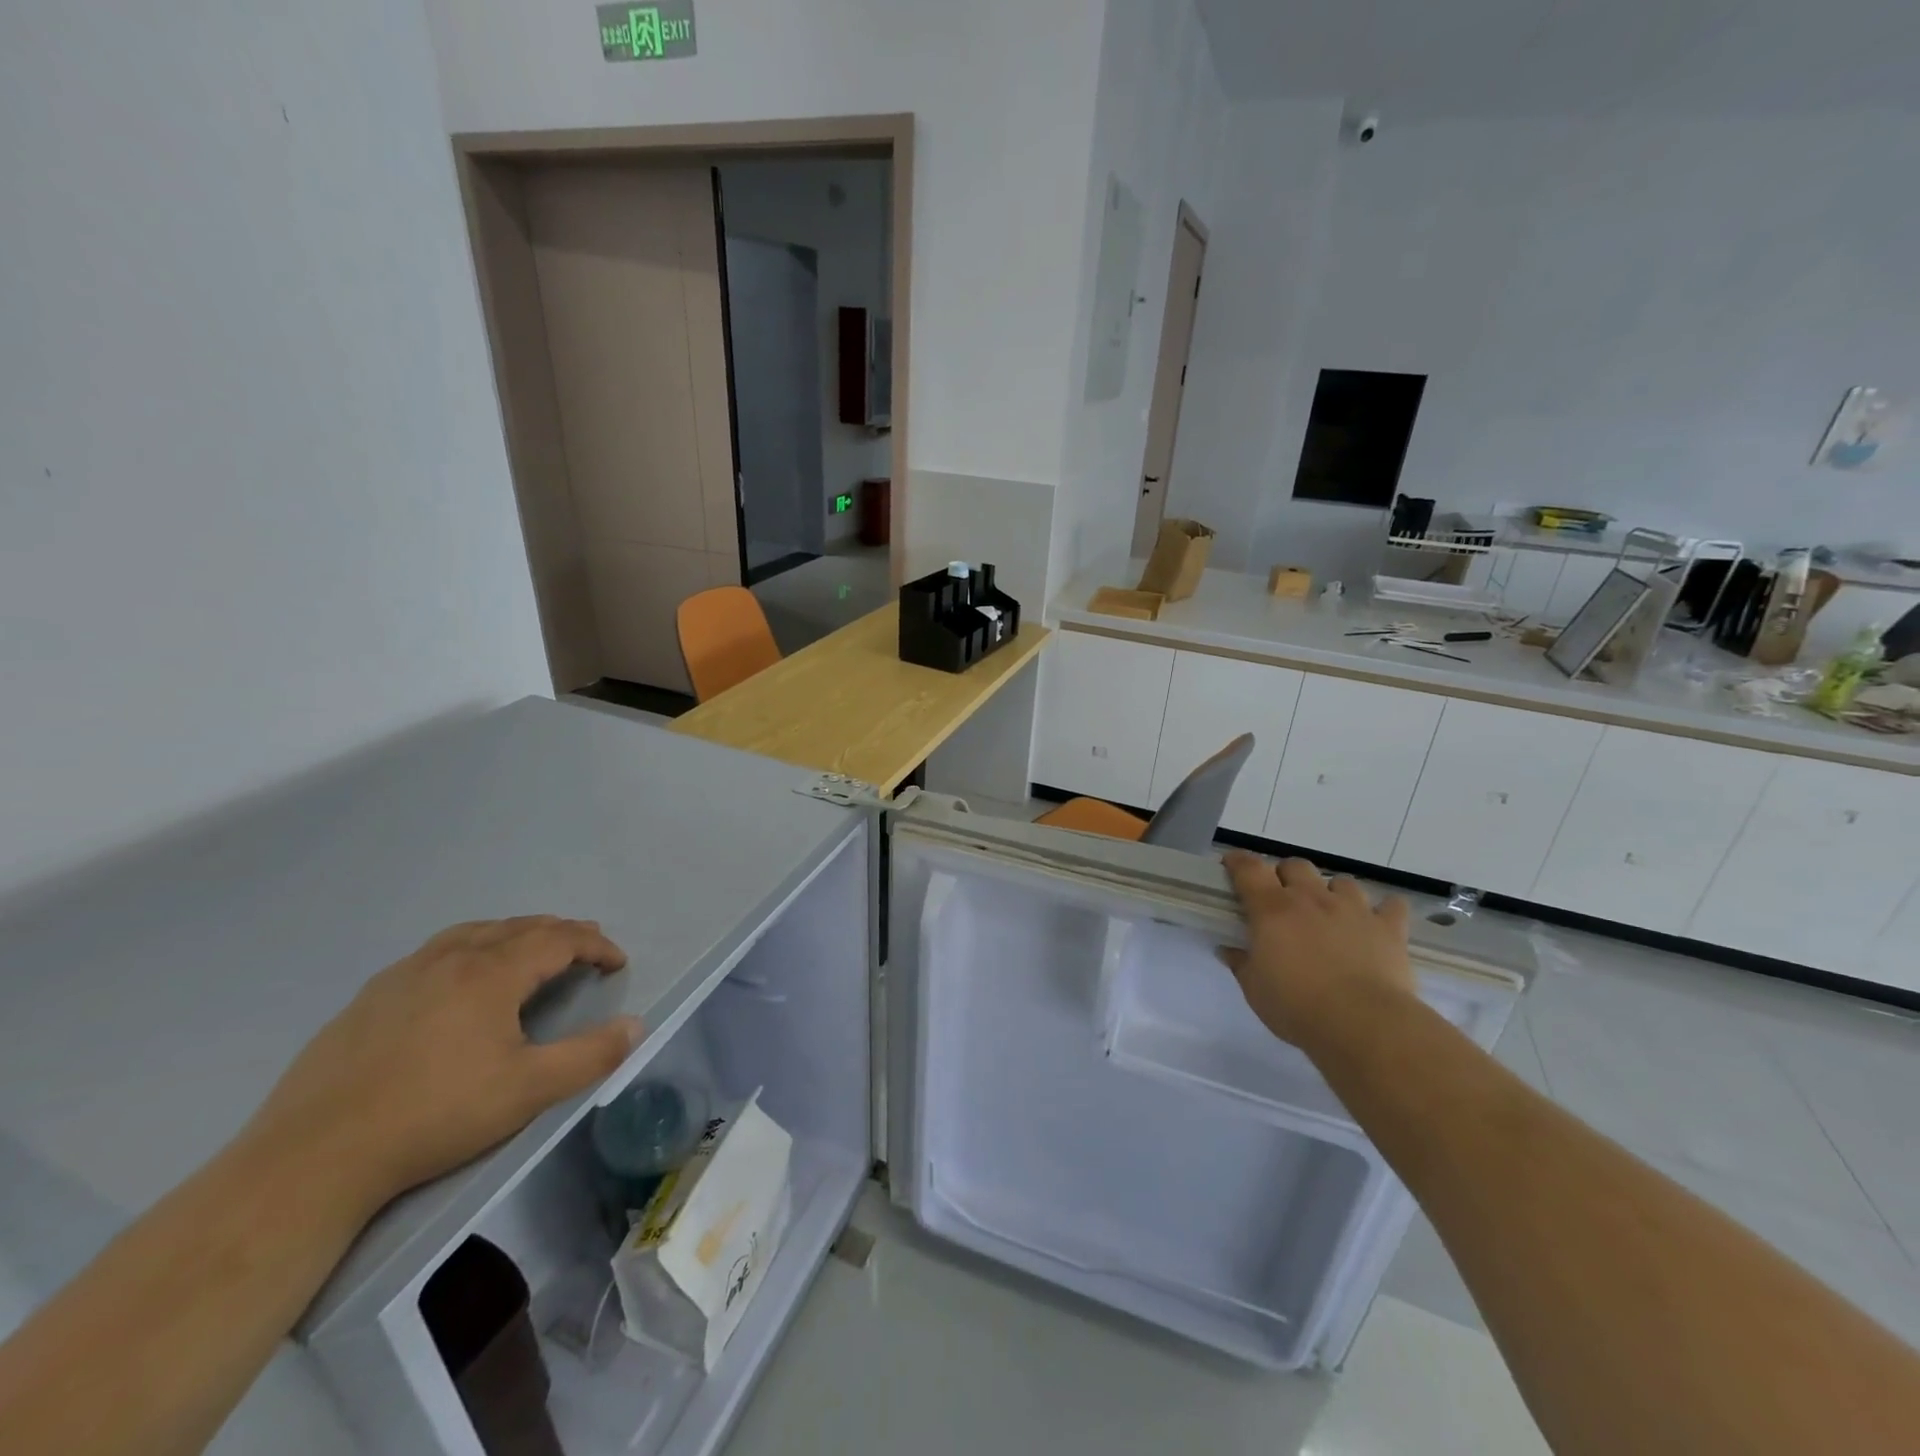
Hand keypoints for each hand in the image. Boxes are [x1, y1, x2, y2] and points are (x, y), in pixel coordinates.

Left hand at [245, 917, 638, 1216]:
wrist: (314, 1157)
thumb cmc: (435, 1115)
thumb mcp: (528, 1090)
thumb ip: (590, 1055)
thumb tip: (636, 1026)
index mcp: (491, 973)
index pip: (558, 940)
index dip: (595, 945)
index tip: (618, 962)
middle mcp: (450, 959)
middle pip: (519, 927)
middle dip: (561, 933)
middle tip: (586, 946)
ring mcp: (404, 974)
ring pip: (474, 933)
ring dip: (515, 933)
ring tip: (531, 948)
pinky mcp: (369, 998)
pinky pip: (437, 952)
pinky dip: (472, 947)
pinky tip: (462, 978)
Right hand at [1220, 852, 1416, 1053]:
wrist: (1364, 1024)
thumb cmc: (1297, 1007)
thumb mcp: (1255, 990)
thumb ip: (1241, 964)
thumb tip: (1228, 950)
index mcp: (1273, 910)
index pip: (1250, 869)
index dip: (1239, 862)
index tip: (1232, 864)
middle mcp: (1312, 898)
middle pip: (1296, 866)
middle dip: (1287, 876)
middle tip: (1283, 899)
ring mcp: (1354, 909)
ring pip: (1342, 881)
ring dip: (1333, 892)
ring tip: (1332, 913)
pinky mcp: (1389, 928)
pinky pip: (1392, 906)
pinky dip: (1384, 910)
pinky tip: (1378, 923)